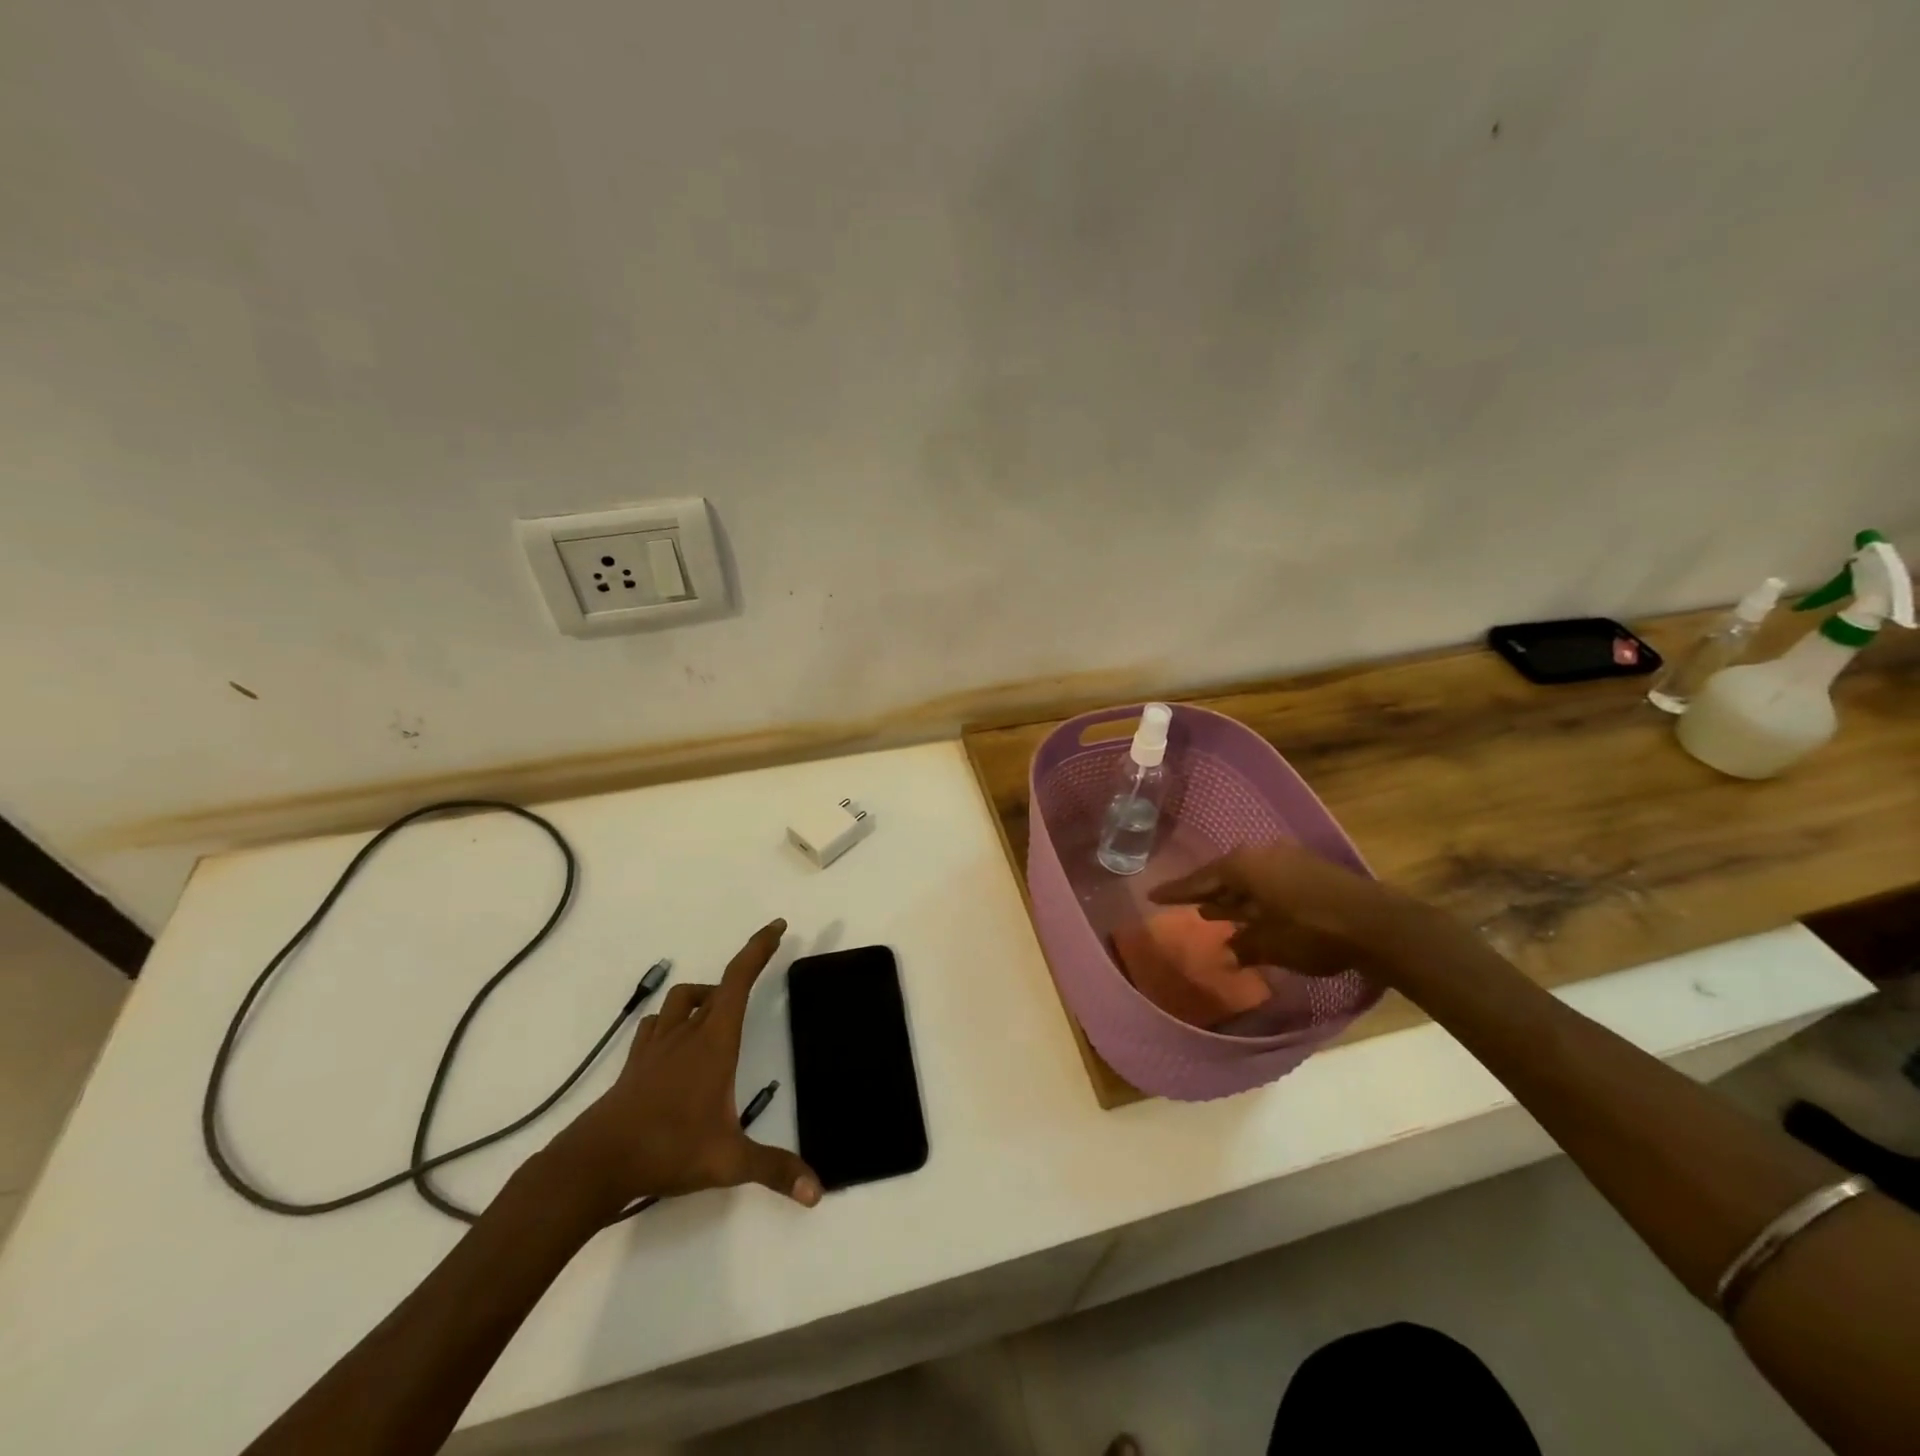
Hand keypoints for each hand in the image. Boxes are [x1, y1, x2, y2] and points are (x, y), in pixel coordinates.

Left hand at [547, 919, 820, 1216]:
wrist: (596, 1163)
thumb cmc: (667, 1149)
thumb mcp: (728, 1161)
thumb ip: (774, 1170)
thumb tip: (818, 1191)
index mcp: (714, 1041)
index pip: (739, 979)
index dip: (759, 948)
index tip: (777, 926)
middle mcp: (687, 1033)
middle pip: (717, 985)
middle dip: (743, 970)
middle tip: (762, 970)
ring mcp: (657, 1046)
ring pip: (681, 1000)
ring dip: (705, 995)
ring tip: (720, 1011)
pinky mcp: (636, 1063)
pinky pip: (656, 1024)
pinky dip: (672, 1020)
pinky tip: (676, 1040)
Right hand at [1149, 844, 1430, 978]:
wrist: (1378, 924)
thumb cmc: (1313, 932)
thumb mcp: (1271, 944)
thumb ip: (1245, 945)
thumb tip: (1227, 952)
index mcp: (1244, 866)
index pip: (1200, 880)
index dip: (1176, 891)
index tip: (1153, 895)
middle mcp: (1262, 854)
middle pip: (1225, 875)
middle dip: (1208, 893)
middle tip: (1187, 906)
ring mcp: (1288, 858)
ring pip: (1249, 878)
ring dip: (1235, 896)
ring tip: (1218, 912)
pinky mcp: (1310, 869)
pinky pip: (1270, 880)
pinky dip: (1257, 897)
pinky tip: (1256, 913)